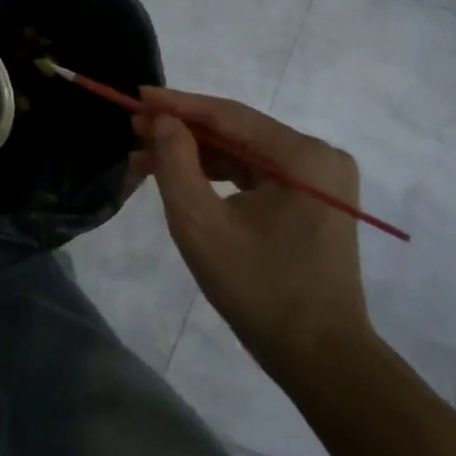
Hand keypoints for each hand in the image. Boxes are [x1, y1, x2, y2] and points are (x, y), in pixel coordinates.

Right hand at [138, 88, 374, 385]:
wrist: (321, 359)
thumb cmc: (259, 290)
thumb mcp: (202, 225)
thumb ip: (175, 164)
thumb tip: (163, 120)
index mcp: (304, 156)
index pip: (229, 116)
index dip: (177, 104)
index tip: (135, 97)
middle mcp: (318, 158)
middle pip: (237, 132)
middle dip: (183, 131)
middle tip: (134, 128)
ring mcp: (319, 181)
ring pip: (244, 153)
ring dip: (196, 154)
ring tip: (146, 154)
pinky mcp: (312, 202)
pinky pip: (257, 174)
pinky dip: (218, 174)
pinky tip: (181, 176)